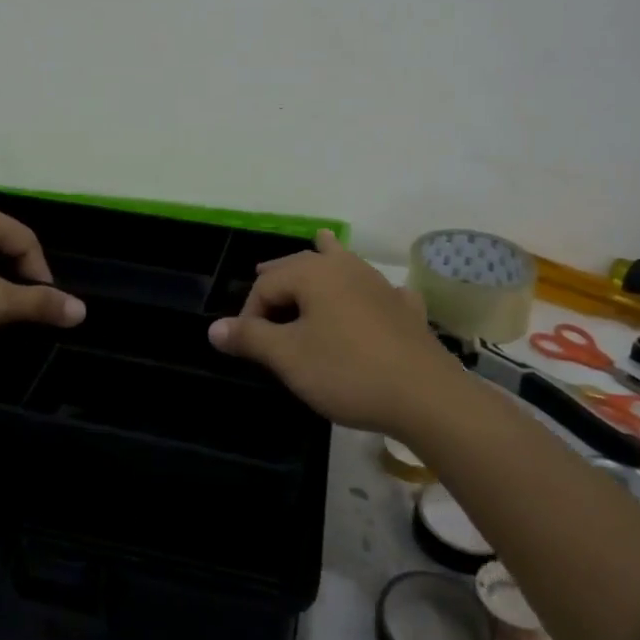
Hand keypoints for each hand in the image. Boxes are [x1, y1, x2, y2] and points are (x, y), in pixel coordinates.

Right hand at [207, 231, 456, 434]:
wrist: (425, 397)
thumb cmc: (347, 372)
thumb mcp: (289, 358)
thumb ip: (250, 339)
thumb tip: (213, 328)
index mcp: (314, 273)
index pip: (267, 285)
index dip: (250, 313)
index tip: (246, 345)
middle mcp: (346, 268)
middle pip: (302, 265)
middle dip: (280, 278)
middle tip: (262, 287)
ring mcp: (379, 285)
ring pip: (344, 263)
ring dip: (324, 261)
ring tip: (320, 243)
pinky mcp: (404, 309)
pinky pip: (378, 289)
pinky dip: (368, 287)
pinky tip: (379, 294)